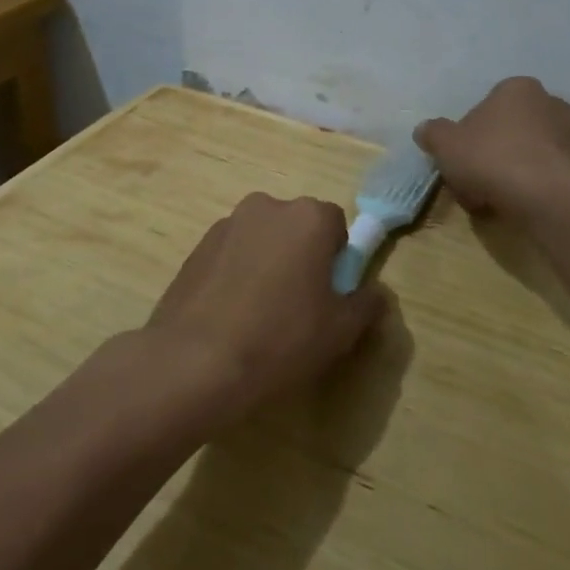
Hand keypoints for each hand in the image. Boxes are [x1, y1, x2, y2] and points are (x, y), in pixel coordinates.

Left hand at [146, 193, 383, 427]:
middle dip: (302, 256)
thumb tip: (374, 293)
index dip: (337, 260)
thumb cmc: (280, 339)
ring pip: (262, 240)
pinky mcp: (195, 248)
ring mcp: (226, 225)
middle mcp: (266, 207)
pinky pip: (231, 255)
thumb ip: (367, 304)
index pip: (336, 225)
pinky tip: (231, 316)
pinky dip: (236, 275)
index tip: (329, 295)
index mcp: (308, 217)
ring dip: (267, 264)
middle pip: (297, 228)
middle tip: (298, 306)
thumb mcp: (341, 330)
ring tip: (259, 315)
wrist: (194, 361)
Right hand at [414, 76, 569, 218]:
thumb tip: (425, 130)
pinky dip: (527, 187)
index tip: (459, 158)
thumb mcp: (446, 144)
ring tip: (489, 199)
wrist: (545, 197)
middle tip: (472, 180)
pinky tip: (512, 206)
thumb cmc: (491, 158)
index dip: (468, 134)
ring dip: (507, 173)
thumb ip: (433, 133)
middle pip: (507, 130)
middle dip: (489, 153)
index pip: (486, 106)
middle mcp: (550, 103)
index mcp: (518, 88)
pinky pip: (542, 175)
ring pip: (525, 154)